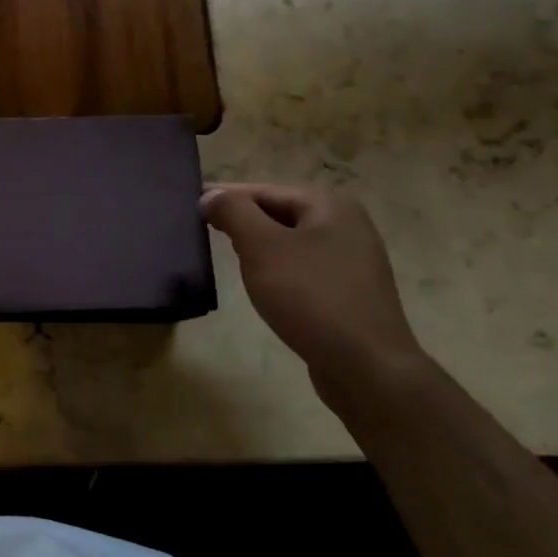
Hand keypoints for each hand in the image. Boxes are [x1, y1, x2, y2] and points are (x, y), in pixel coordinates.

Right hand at [201, 183, 426, 393]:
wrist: (366, 366)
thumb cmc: (310, 297)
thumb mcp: (262, 247)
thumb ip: (234, 213)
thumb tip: (210, 196)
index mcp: (330, 205)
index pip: (264, 190)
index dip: (226, 197)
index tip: (191, 207)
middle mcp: (347, 225)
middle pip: (280, 213)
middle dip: (242, 221)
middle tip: (203, 232)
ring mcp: (353, 261)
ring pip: (291, 242)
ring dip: (258, 247)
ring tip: (227, 257)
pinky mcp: (350, 293)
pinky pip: (303, 269)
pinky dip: (278, 270)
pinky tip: (262, 285)